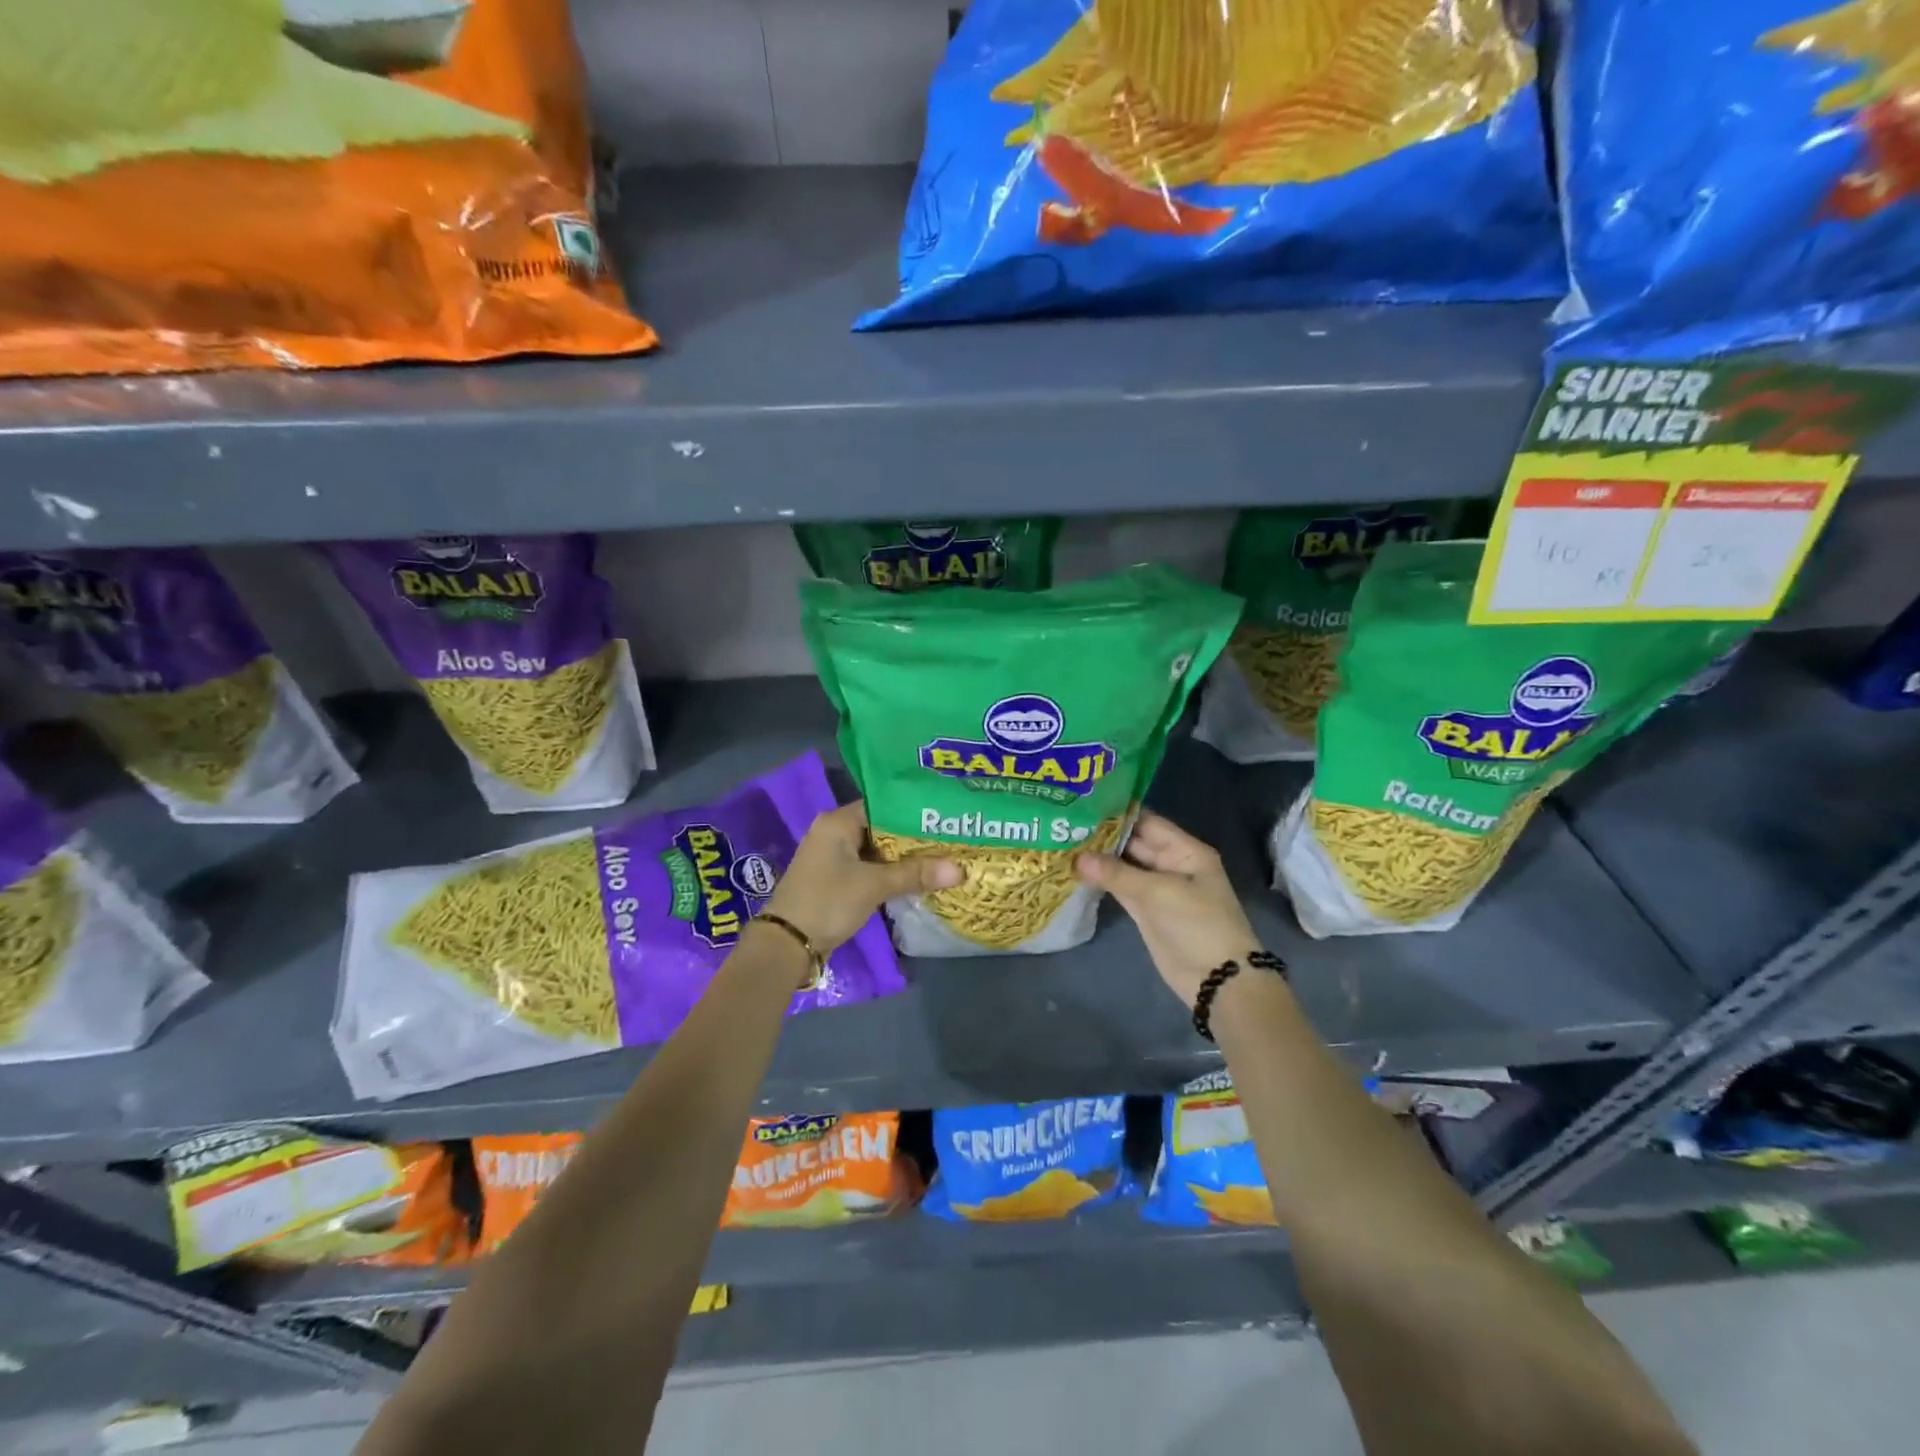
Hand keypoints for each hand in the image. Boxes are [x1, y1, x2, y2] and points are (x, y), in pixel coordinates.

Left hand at [763, 800, 959, 955]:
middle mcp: (833, 832)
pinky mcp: (835, 879)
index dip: (914, 811)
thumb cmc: (828, 901)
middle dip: (913, 837)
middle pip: (881, 828)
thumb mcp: (874, 885)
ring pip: (876, 850)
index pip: (883, 805)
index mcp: (837, 821)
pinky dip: (889, 872)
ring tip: (941, 856)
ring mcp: (833, 857)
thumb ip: (915, 874)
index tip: (944, 817)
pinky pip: (869, 867)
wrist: (787, 944)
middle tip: (950, 838)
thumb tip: (960, 869)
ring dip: (903, 857)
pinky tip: (916, 878)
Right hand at [1075, 810, 1261, 1006]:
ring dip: (1098, 858)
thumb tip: (1076, 858)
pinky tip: (1075, 871)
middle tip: (1065, 822)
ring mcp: (1157, 888)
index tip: (1083, 803)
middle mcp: (1171, 863)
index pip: (1147, 822)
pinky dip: (1101, 881)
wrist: (1217, 979)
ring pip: (1124, 866)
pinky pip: (1120, 888)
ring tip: (1063, 842)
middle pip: (1134, 842)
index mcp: (1185, 850)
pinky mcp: (1146, 911)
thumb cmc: (1197, 924)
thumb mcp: (1158, 893)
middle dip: (1103, 834)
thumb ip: (1117, 873)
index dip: (1118, 812)